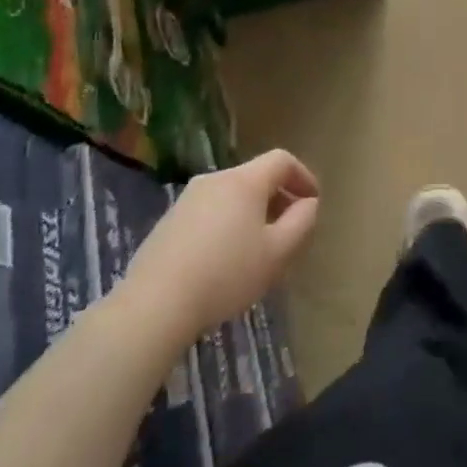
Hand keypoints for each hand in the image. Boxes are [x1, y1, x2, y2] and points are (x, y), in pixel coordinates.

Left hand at [118, 150, 319, 344]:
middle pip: (256, 177)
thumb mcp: (279, 252)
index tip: (313, 202)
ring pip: (232, 196)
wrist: (153, 306)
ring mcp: (186, 200)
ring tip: (258, 248)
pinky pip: (210, 212)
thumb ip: (302, 221)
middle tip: (289, 229)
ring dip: (252, 213)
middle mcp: (214, 180)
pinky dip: (227, 224)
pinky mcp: (167, 223)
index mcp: (244, 181)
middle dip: (279, 197)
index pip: (282, 160)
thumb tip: (307, 203)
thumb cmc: (227, 274)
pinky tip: (225, 259)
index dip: (303, 176)